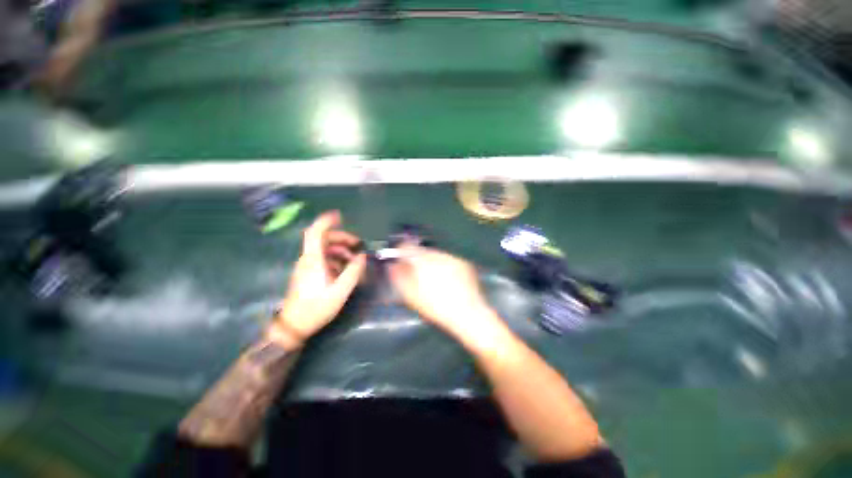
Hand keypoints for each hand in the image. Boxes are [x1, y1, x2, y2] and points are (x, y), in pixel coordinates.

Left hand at [270, 211, 366, 346]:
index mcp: (313, 261)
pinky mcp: (307, 273)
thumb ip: (353, 272)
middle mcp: (308, 259)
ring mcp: (306, 266)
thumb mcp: (340, 291)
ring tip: (354, 260)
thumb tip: (362, 257)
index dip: (326, 221)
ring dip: (340, 250)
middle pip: (323, 239)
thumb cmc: (316, 308)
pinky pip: (322, 258)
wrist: (294, 326)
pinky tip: (344, 270)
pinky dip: (335, 259)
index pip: (315, 233)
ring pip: (324, 249)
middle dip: (342, 238)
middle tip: (358, 244)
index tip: (339, 216)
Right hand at [389, 246, 497, 338]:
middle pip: (422, 250)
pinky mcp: (464, 263)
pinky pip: (449, 260)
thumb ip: (400, 277)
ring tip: (434, 279)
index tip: (399, 258)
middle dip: (417, 259)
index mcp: (423, 261)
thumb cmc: (437, 307)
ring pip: (436, 255)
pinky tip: (448, 280)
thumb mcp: (412, 296)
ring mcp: (453, 257)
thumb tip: (393, 265)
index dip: (401, 251)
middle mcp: (438, 254)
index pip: (407, 247)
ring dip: (431, 262)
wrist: (469, 314)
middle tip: (417, 273)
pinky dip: (445, 266)